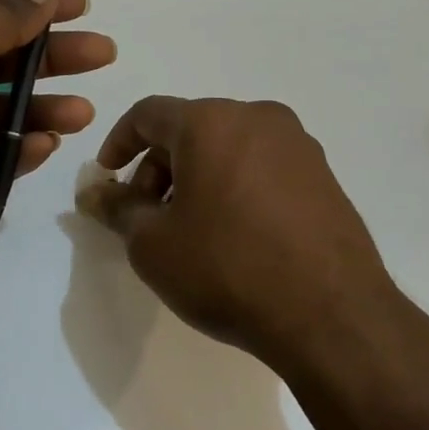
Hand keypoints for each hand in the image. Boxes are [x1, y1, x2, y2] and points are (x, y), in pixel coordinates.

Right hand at [79, 96, 399, 370]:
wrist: (332, 315)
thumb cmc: (227, 269)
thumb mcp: (153, 245)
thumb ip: (119, 209)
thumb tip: (97, 194)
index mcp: (210, 121)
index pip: (148, 114)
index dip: (119, 142)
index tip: (108, 179)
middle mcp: (256, 117)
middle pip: (190, 128)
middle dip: (159, 167)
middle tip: (149, 216)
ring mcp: (298, 144)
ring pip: (228, 146)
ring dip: (198, 177)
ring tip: (192, 229)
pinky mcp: (324, 174)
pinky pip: (263, 165)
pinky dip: (236, 186)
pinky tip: (236, 234)